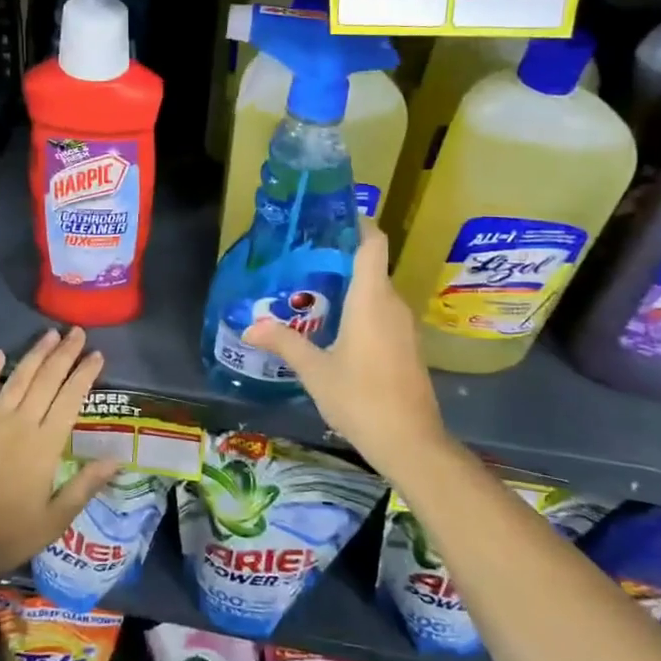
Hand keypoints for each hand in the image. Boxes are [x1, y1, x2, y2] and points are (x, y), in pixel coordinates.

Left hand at [0, 328, 121, 576]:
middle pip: (46, 380)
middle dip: (64, 354)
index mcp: (44, 445)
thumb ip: (84, 486)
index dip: (84, 374)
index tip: (97, 355)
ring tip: (49, 335)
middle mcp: (20, 424)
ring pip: (17, 379)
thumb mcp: (54, 520)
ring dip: (35, 355)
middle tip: (77, 331)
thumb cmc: (6, 534)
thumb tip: (116, 459)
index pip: (70, 399)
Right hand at [241, 218, 447, 480]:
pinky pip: (383, 313)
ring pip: (377, 291)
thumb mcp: (315, 370)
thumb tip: (250, 326)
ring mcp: (405, 326)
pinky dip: (361, 308)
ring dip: (350, 286)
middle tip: (304, 258)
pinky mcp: (408, 346)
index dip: (358, 224)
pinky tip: (336, 326)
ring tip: (313, 289)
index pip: (372, 244)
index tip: (332, 218)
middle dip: (341, 258)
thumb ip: (284, 343)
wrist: (410, 443)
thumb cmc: (361, 398)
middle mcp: (393, 304)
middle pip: (371, 266)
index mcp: (371, 299)